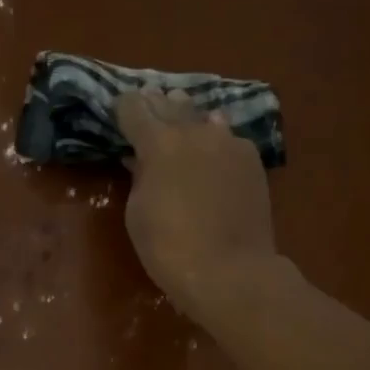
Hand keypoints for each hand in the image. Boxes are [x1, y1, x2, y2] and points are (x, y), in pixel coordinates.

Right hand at [115, 87, 277, 321]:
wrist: (229, 270)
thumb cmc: (168, 247)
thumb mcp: (138, 211)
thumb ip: (140, 176)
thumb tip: (141, 158)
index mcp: (159, 143)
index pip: (134, 108)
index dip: (123, 107)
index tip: (118, 109)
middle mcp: (195, 132)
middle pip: (170, 105)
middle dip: (155, 103)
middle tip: (146, 99)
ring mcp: (229, 142)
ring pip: (203, 116)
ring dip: (187, 115)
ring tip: (179, 111)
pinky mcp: (252, 160)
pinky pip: (227, 137)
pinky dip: (214, 137)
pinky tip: (212, 143)